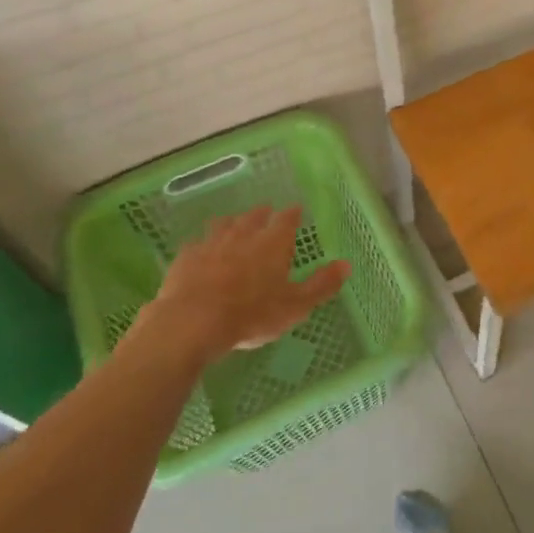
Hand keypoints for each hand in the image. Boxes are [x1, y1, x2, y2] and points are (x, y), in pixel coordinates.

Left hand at [121, 205, 350, 365]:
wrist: (192, 322)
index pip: (287, 219)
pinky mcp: (186, 257)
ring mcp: (212, 243)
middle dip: (262, 213)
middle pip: (254, 216)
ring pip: (224, 225)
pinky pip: (197, 244)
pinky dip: (203, 245)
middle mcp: (244, 235)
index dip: (293, 214)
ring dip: (232, 223)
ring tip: (234, 224)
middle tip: (266, 212)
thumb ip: (321, 285)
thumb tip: (347, 264)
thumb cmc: (252, 314)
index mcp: (273, 243)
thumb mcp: (295, 306)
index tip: (296, 210)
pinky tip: (201, 251)